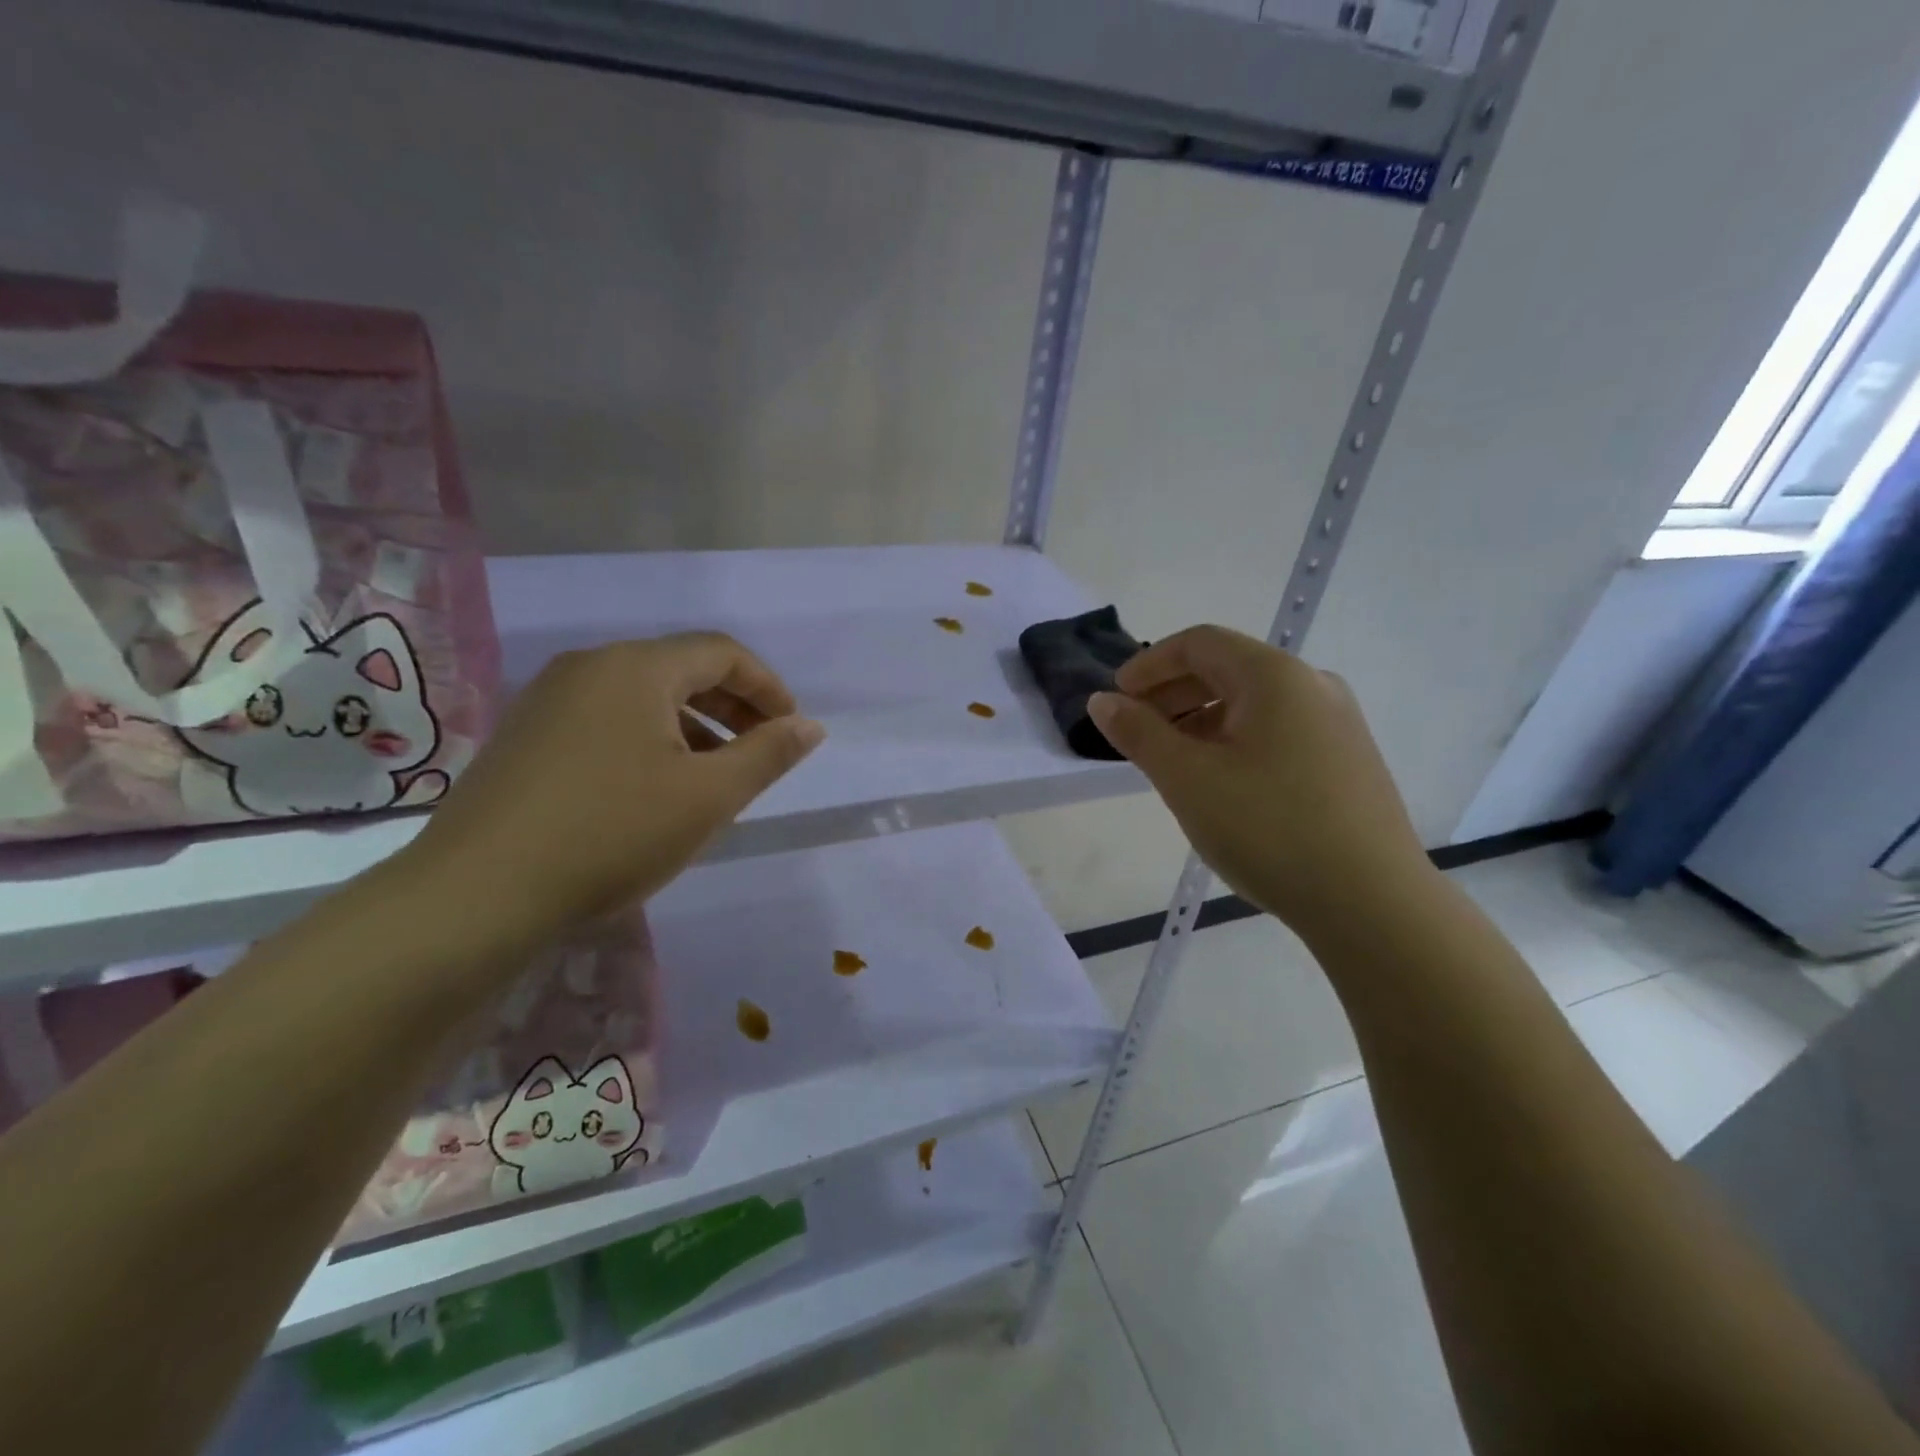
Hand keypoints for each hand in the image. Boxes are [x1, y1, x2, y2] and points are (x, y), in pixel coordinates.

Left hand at [401, 633, 823, 944]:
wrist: (477, 895)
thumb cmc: (612, 833)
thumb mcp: (708, 796)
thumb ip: (768, 754)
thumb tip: (810, 726)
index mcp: (636, 668)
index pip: (722, 653)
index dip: (768, 688)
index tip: (791, 730)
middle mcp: (590, 667)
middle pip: (681, 670)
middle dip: (732, 708)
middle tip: (760, 753)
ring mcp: (549, 700)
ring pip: (642, 698)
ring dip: (692, 727)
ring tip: (713, 778)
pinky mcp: (525, 736)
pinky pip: (607, 721)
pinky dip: (648, 741)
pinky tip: (653, 790)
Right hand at [1088, 624, 1431, 942]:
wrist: (1372, 902)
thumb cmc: (1268, 828)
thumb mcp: (1187, 778)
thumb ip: (1138, 733)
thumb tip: (1101, 701)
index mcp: (1275, 676)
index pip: (1199, 643)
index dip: (1149, 664)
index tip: (1116, 697)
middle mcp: (1312, 686)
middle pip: (1227, 669)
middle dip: (1172, 694)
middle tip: (1136, 732)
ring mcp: (1337, 724)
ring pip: (1252, 705)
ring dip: (1201, 721)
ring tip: (1171, 762)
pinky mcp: (1347, 761)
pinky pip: (1277, 732)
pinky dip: (1234, 742)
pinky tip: (1220, 783)